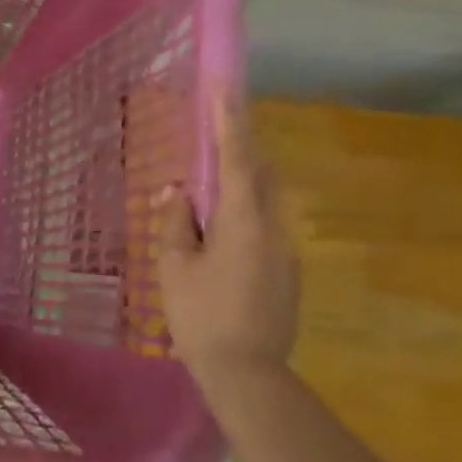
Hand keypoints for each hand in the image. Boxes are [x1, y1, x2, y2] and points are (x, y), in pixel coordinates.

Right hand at [156, 88, 299, 385]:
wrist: (248, 375)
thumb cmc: (201, 316)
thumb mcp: (174, 267)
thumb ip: (176, 223)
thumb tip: (178, 193)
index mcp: (243, 221)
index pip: (237, 158)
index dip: (230, 120)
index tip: (225, 86)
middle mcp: (273, 228)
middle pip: (261, 174)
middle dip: (241, 147)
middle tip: (216, 131)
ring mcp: (285, 251)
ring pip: (265, 201)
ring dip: (242, 183)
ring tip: (210, 188)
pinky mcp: (287, 273)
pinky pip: (265, 226)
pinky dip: (244, 214)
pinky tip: (220, 238)